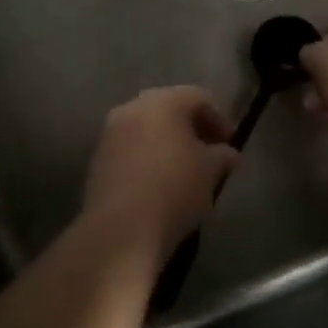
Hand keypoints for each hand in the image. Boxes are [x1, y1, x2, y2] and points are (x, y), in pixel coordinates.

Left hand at [81, 87, 239, 266]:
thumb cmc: (174, 190)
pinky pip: (129, 149)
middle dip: (191, 129)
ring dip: (167, 143)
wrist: (121, 229)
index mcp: (163, 102)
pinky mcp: (97, 159)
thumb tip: (227, 154)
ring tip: (184, 171)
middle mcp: (132, 108)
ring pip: (146, 129)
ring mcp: (110, 133)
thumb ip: (222, 156)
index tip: (229, 145)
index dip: (219, 119)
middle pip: (168, 109)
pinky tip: (159, 184)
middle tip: (208, 153)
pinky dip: (147, 158)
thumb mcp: (210, 172)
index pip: (198, 98)